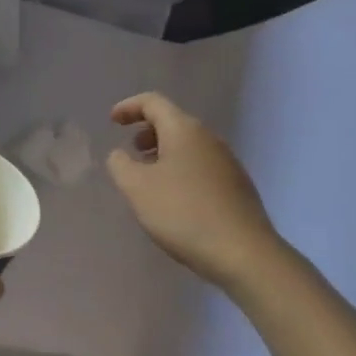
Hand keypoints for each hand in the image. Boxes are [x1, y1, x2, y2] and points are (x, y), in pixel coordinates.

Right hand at [106, 91, 282, 289]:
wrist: (243, 253)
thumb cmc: (183, 213)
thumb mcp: (137, 188)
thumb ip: (120, 164)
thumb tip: (120, 154)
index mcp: (184, 130)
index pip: (153, 102)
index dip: (129, 107)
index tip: (112, 121)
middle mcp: (209, 139)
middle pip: (173, 122)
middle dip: (147, 131)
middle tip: (131, 150)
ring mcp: (227, 162)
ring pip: (188, 145)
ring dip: (164, 153)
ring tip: (148, 177)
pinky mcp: (236, 186)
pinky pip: (201, 166)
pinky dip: (180, 170)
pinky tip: (174, 198)